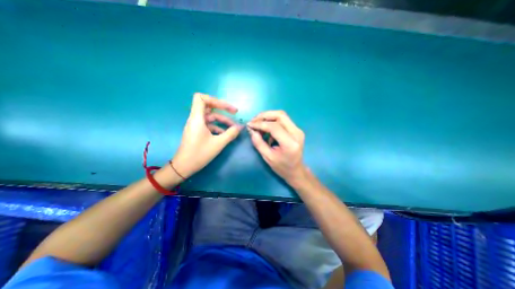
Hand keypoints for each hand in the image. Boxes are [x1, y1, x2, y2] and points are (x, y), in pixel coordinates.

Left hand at [171, 93, 242, 177]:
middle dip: (223, 109)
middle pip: (208, 106)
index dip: (215, 100)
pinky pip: (209, 125)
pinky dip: (218, 127)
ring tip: (234, 128)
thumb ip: (231, 134)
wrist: (184, 167)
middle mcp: (195, 119)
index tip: (227, 107)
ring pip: (210, 117)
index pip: (201, 98)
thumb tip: (240, 127)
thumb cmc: (199, 154)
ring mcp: (196, 126)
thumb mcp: (218, 144)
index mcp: (197, 118)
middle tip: (235, 112)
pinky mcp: (197, 132)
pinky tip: (226, 134)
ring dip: (223, 120)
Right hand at [248, 109, 306, 185]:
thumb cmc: (282, 167)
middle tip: (253, 120)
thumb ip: (259, 143)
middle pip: (280, 115)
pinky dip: (272, 121)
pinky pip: (283, 120)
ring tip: (258, 123)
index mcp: (290, 143)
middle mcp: (297, 133)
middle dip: (264, 115)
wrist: (296, 170)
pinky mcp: (296, 129)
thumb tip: (251, 130)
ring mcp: (298, 130)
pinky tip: (266, 129)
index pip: (274, 127)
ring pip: (282, 116)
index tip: (250, 125)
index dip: (260, 124)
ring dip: (268, 117)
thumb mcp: (268, 157)